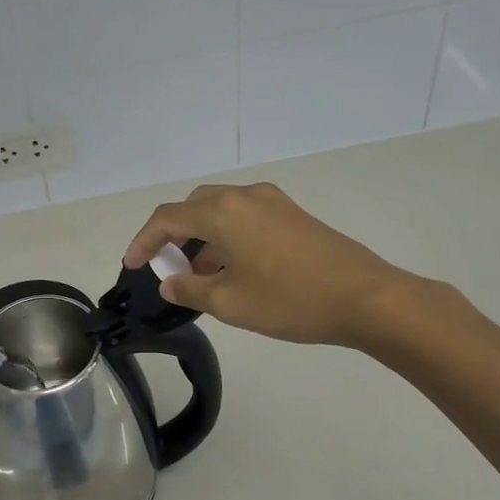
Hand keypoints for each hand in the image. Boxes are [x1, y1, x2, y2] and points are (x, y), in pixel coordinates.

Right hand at [123, 182, 425, 348]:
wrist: (367, 298)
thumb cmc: (290, 301)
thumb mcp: (230, 303)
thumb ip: (190, 289)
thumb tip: (169, 281)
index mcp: (223, 212)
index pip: (167, 218)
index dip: (143, 241)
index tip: (132, 265)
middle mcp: (245, 196)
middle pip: (193, 207)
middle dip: (173, 235)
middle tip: (166, 268)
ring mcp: (273, 202)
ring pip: (221, 210)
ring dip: (202, 237)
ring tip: (200, 275)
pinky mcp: (293, 214)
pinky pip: (245, 216)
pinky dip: (227, 236)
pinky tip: (234, 268)